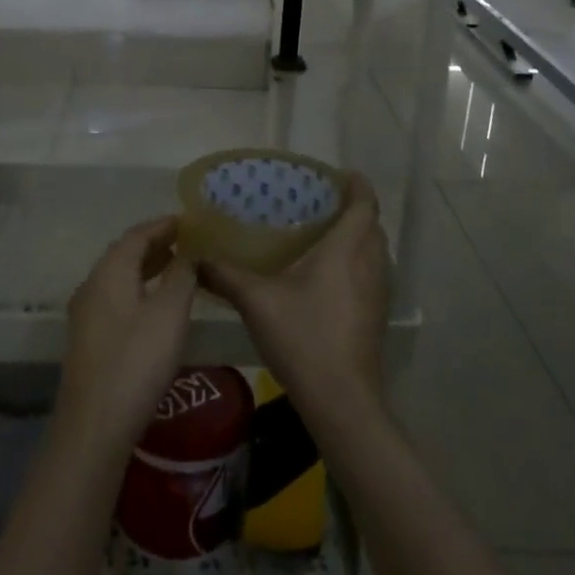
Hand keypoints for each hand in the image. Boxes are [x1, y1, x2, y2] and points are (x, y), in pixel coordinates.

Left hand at [56, 217, 197, 461]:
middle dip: (154, 244)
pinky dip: (138, 288)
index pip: (137, 235)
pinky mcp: (88, 338)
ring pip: (119, 277)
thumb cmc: (137, 360)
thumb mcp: (170, 313)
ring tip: (175, 266)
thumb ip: (181, 276)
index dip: (163, 225)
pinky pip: (116, 297)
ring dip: (146, 267)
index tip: (187, 221)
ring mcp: (86, 313)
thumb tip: (188, 253)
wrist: (95, 423)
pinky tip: (155, 304)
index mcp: (110, 271)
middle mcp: (92, 284)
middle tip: (185, 241)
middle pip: (124, 253)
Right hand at [200, 175, 389, 423]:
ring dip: (358, 238)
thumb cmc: (303, 337)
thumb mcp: (256, 301)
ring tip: (324, 236)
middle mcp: (370, 265)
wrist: (341, 400)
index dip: (357, 185)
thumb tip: (196, 257)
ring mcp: (378, 293)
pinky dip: (357, 263)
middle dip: (355, 210)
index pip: (364, 205)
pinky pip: (372, 274)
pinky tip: (328, 278)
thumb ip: (226, 275)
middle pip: (372, 226)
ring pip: (375, 252)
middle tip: (322, 204)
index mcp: (346, 250)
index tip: (342, 175)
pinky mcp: (376, 316)